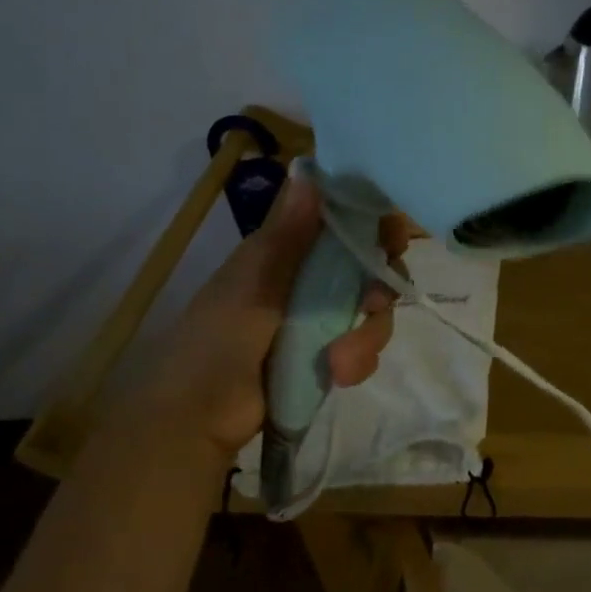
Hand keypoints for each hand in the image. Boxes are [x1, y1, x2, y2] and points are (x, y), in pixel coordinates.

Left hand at [124, 175, 408, 457]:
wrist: (197, 420)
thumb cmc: (216, 341)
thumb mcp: (254, 284)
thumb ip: (289, 234)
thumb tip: (309, 170)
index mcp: (288, 249)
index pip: (344, 220)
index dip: (375, 223)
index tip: (393, 238)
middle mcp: (310, 277)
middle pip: (371, 265)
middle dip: (380, 285)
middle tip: (373, 304)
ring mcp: (321, 317)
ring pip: (373, 310)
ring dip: (367, 335)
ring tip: (342, 363)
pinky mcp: (329, 354)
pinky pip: (365, 346)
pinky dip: (360, 360)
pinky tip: (341, 376)